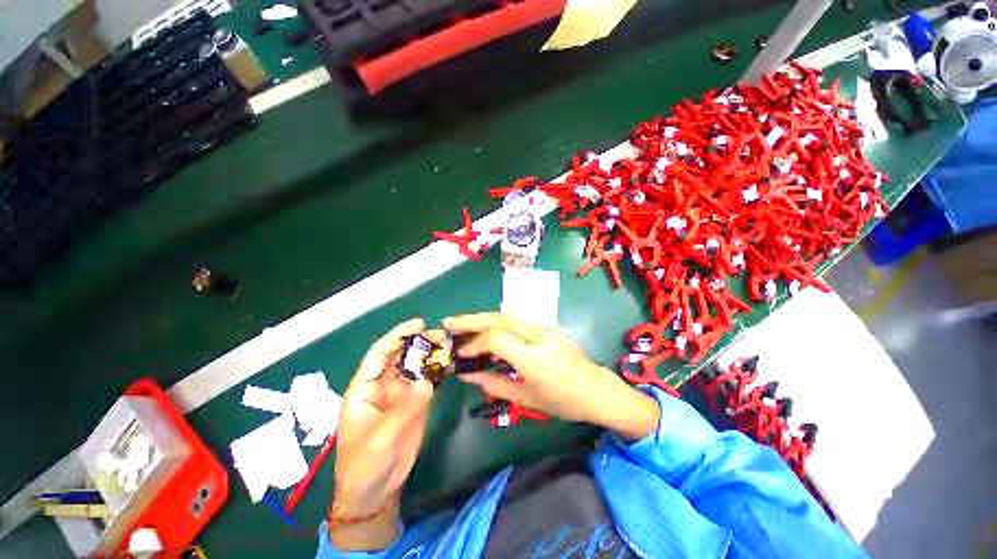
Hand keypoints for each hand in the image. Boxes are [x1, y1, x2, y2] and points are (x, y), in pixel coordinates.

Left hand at [331, 319, 439, 549]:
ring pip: (417, 365)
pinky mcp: (417, 402)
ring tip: (450, 345)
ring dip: (431, 353)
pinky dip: (439, 369)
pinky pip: (429, 379)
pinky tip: (452, 363)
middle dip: (419, 341)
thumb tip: (427, 381)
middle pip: (401, 354)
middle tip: (442, 335)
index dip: (397, 336)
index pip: (379, 354)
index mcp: (365, 388)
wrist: (376, 491)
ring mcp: (402, 393)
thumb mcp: (380, 438)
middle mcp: (383, 384)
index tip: (418, 324)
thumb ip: (403, 409)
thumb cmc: (364, 465)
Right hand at [444, 312, 658, 439]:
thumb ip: (494, 384)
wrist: (596, 389)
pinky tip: (485, 328)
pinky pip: (517, 321)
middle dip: (472, 319)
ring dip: (483, 317)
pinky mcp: (546, 327)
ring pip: (508, 315)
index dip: (475, 343)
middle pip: (500, 318)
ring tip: (462, 323)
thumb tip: (467, 374)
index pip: (497, 339)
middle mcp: (540, 336)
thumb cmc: (563, 401)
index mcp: (535, 358)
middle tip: (449, 322)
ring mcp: (545, 328)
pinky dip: (496, 322)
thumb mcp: (527, 398)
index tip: (461, 354)